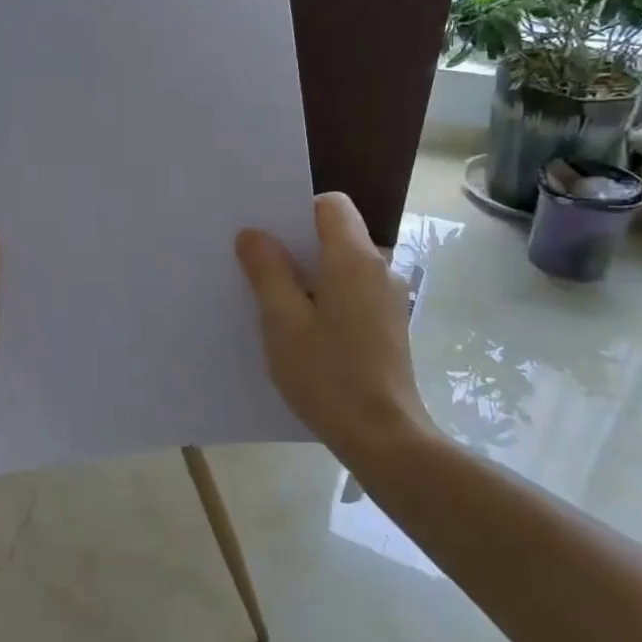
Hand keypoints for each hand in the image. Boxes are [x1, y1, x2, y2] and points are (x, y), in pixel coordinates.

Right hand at [235, 193, 439, 480]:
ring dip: (307, 275)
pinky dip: (324, 298)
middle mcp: (379, 269)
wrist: (383, 437)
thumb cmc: (327, 373)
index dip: (296, 211)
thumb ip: (267, 270)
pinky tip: (301, 331)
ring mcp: (387, 299)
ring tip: (272, 303)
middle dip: (295, 245)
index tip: (267, 237)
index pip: (331, 204)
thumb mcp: (282, 320)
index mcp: (354, 258)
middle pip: (334, 234)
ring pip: (340, 266)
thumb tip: (254, 234)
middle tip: (255, 267)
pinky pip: (349, 292)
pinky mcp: (387, 325)